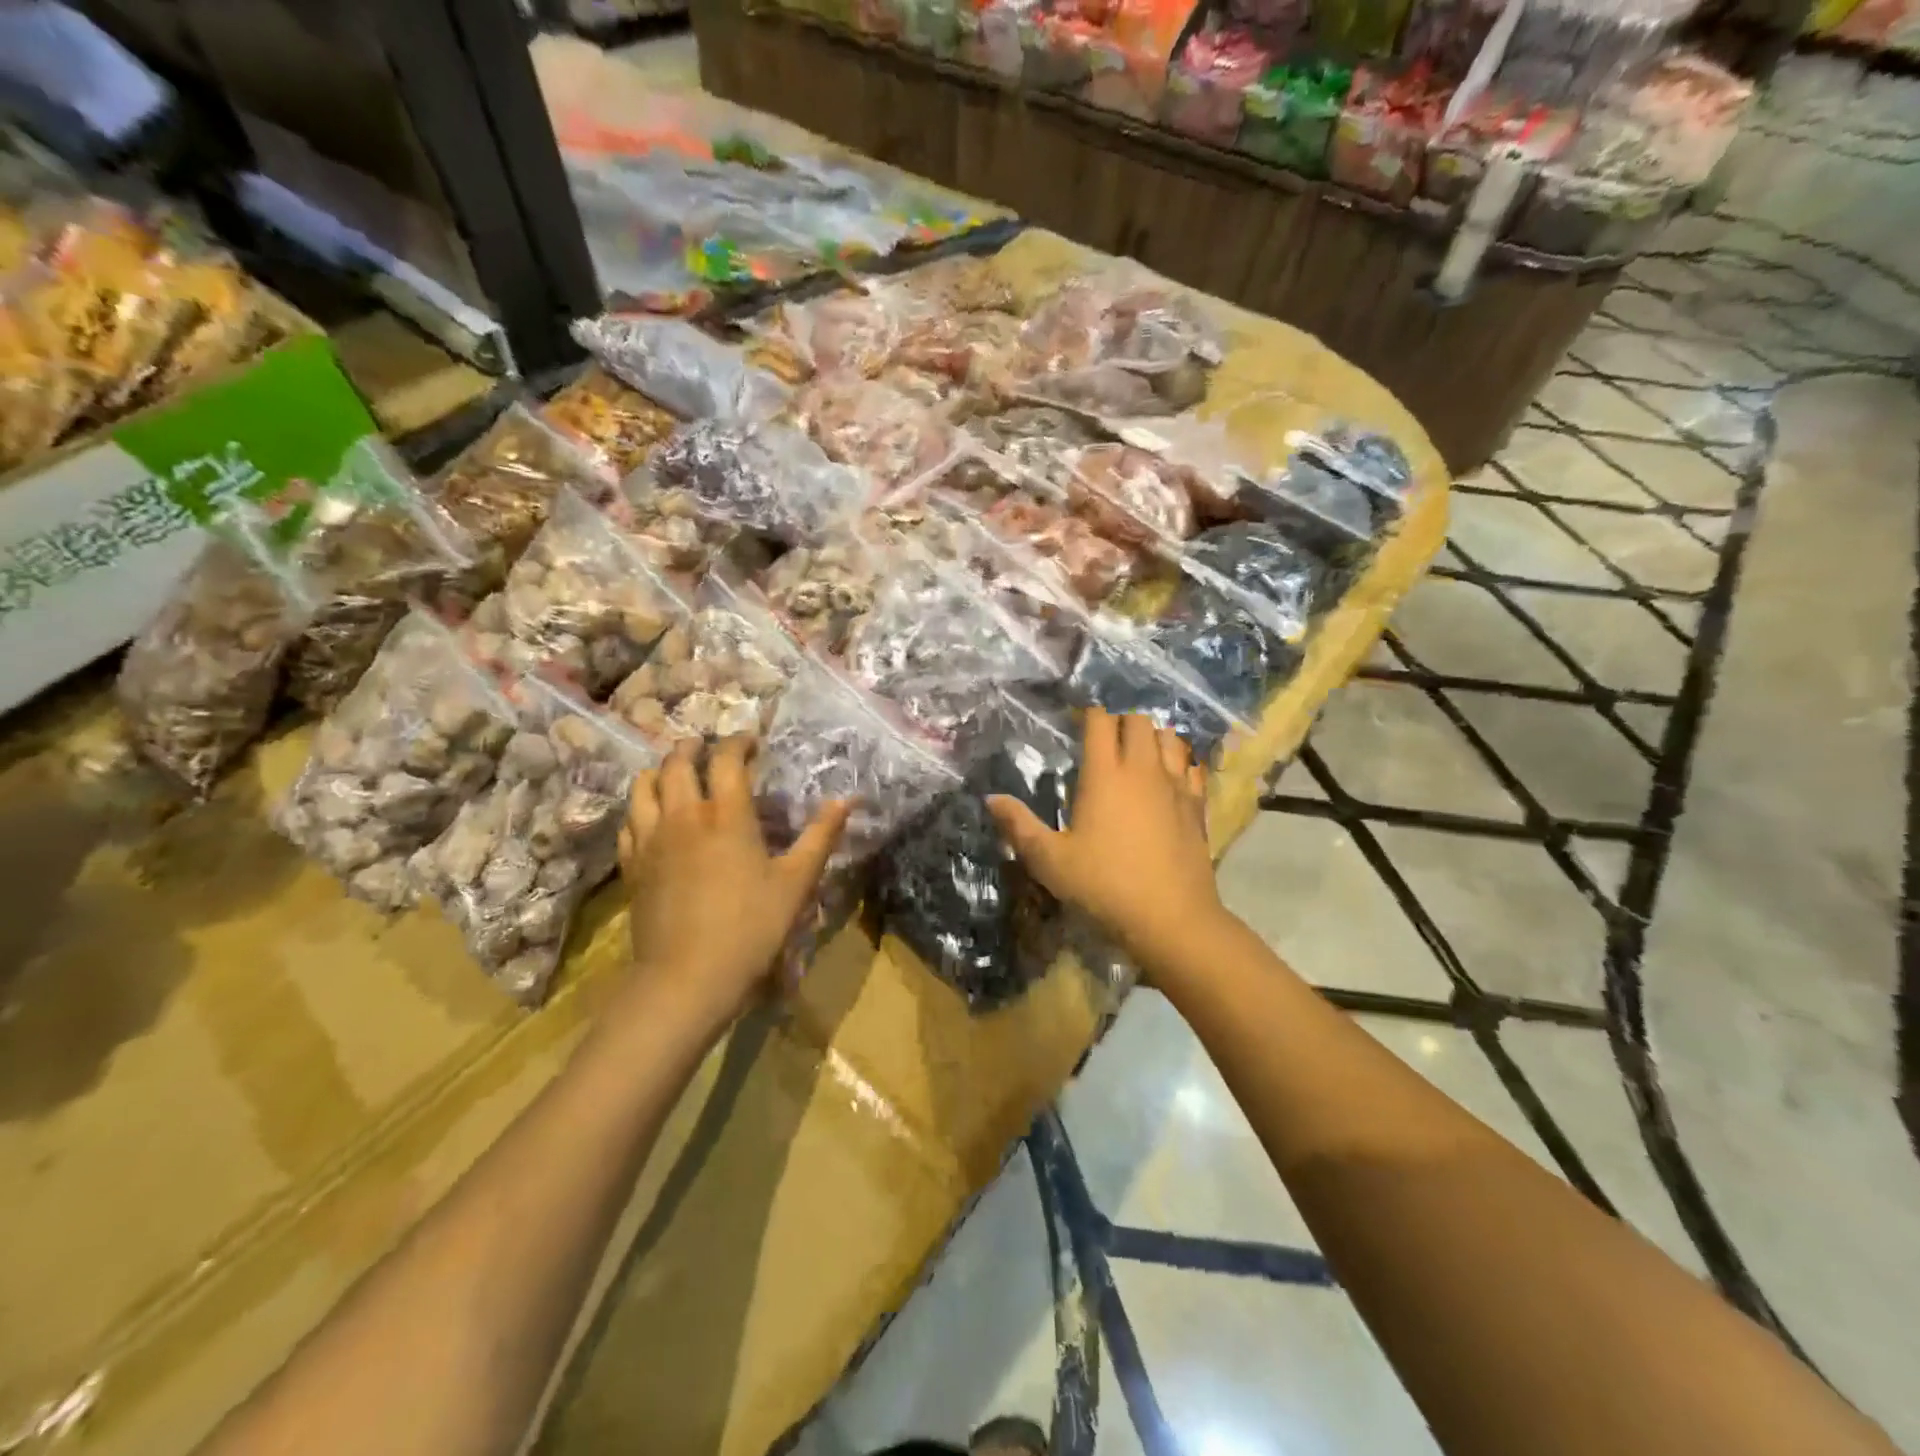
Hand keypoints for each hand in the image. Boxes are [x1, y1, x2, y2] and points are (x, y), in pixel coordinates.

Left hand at [616, 735, 849, 1036]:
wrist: (687, 977)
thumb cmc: (751, 927)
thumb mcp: (797, 881)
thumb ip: (822, 835)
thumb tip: (847, 799)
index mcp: (727, 814)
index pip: (727, 759)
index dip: (738, 742)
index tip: (751, 742)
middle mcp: (684, 816)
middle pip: (678, 763)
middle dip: (693, 747)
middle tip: (708, 747)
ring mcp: (652, 839)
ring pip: (644, 786)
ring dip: (660, 770)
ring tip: (674, 772)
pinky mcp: (633, 865)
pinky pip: (629, 821)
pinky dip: (641, 807)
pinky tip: (651, 815)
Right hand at [988, 709, 1223, 975]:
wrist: (1171, 917)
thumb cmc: (1104, 886)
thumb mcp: (1050, 861)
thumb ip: (1019, 826)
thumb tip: (990, 799)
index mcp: (1104, 775)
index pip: (1100, 722)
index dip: (1088, 715)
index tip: (1078, 723)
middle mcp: (1142, 769)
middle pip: (1138, 721)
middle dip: (1121, 722)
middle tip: (1106, 743)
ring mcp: (1175, 785)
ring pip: (1170, 738)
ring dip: (1153, 738)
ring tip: (1139, 755)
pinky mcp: (1197, 805)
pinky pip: (1192, 767)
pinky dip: (1181, 763)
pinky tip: (1172, 778)